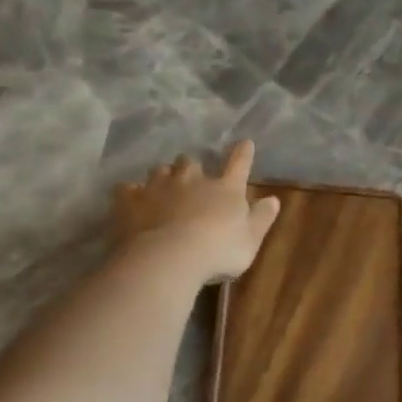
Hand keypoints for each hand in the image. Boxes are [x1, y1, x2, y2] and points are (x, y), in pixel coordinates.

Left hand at [112, 142, 280, 283]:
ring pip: (160, 170)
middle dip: (192, 167)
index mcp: (225, 189)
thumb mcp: (250, 240)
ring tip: (163, 188)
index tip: (244, 143)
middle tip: (191, 178)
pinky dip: (131, 193)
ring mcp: (158, 187)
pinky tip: (131, 201)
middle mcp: (191, 179)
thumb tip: (273, 200)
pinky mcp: (130, 200)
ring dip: (163, 176)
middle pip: (190, 162)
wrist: (169, 258)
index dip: (242, 153)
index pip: (238, 164)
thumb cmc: (218, 251)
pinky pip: (128, 189)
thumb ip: (261, 219)